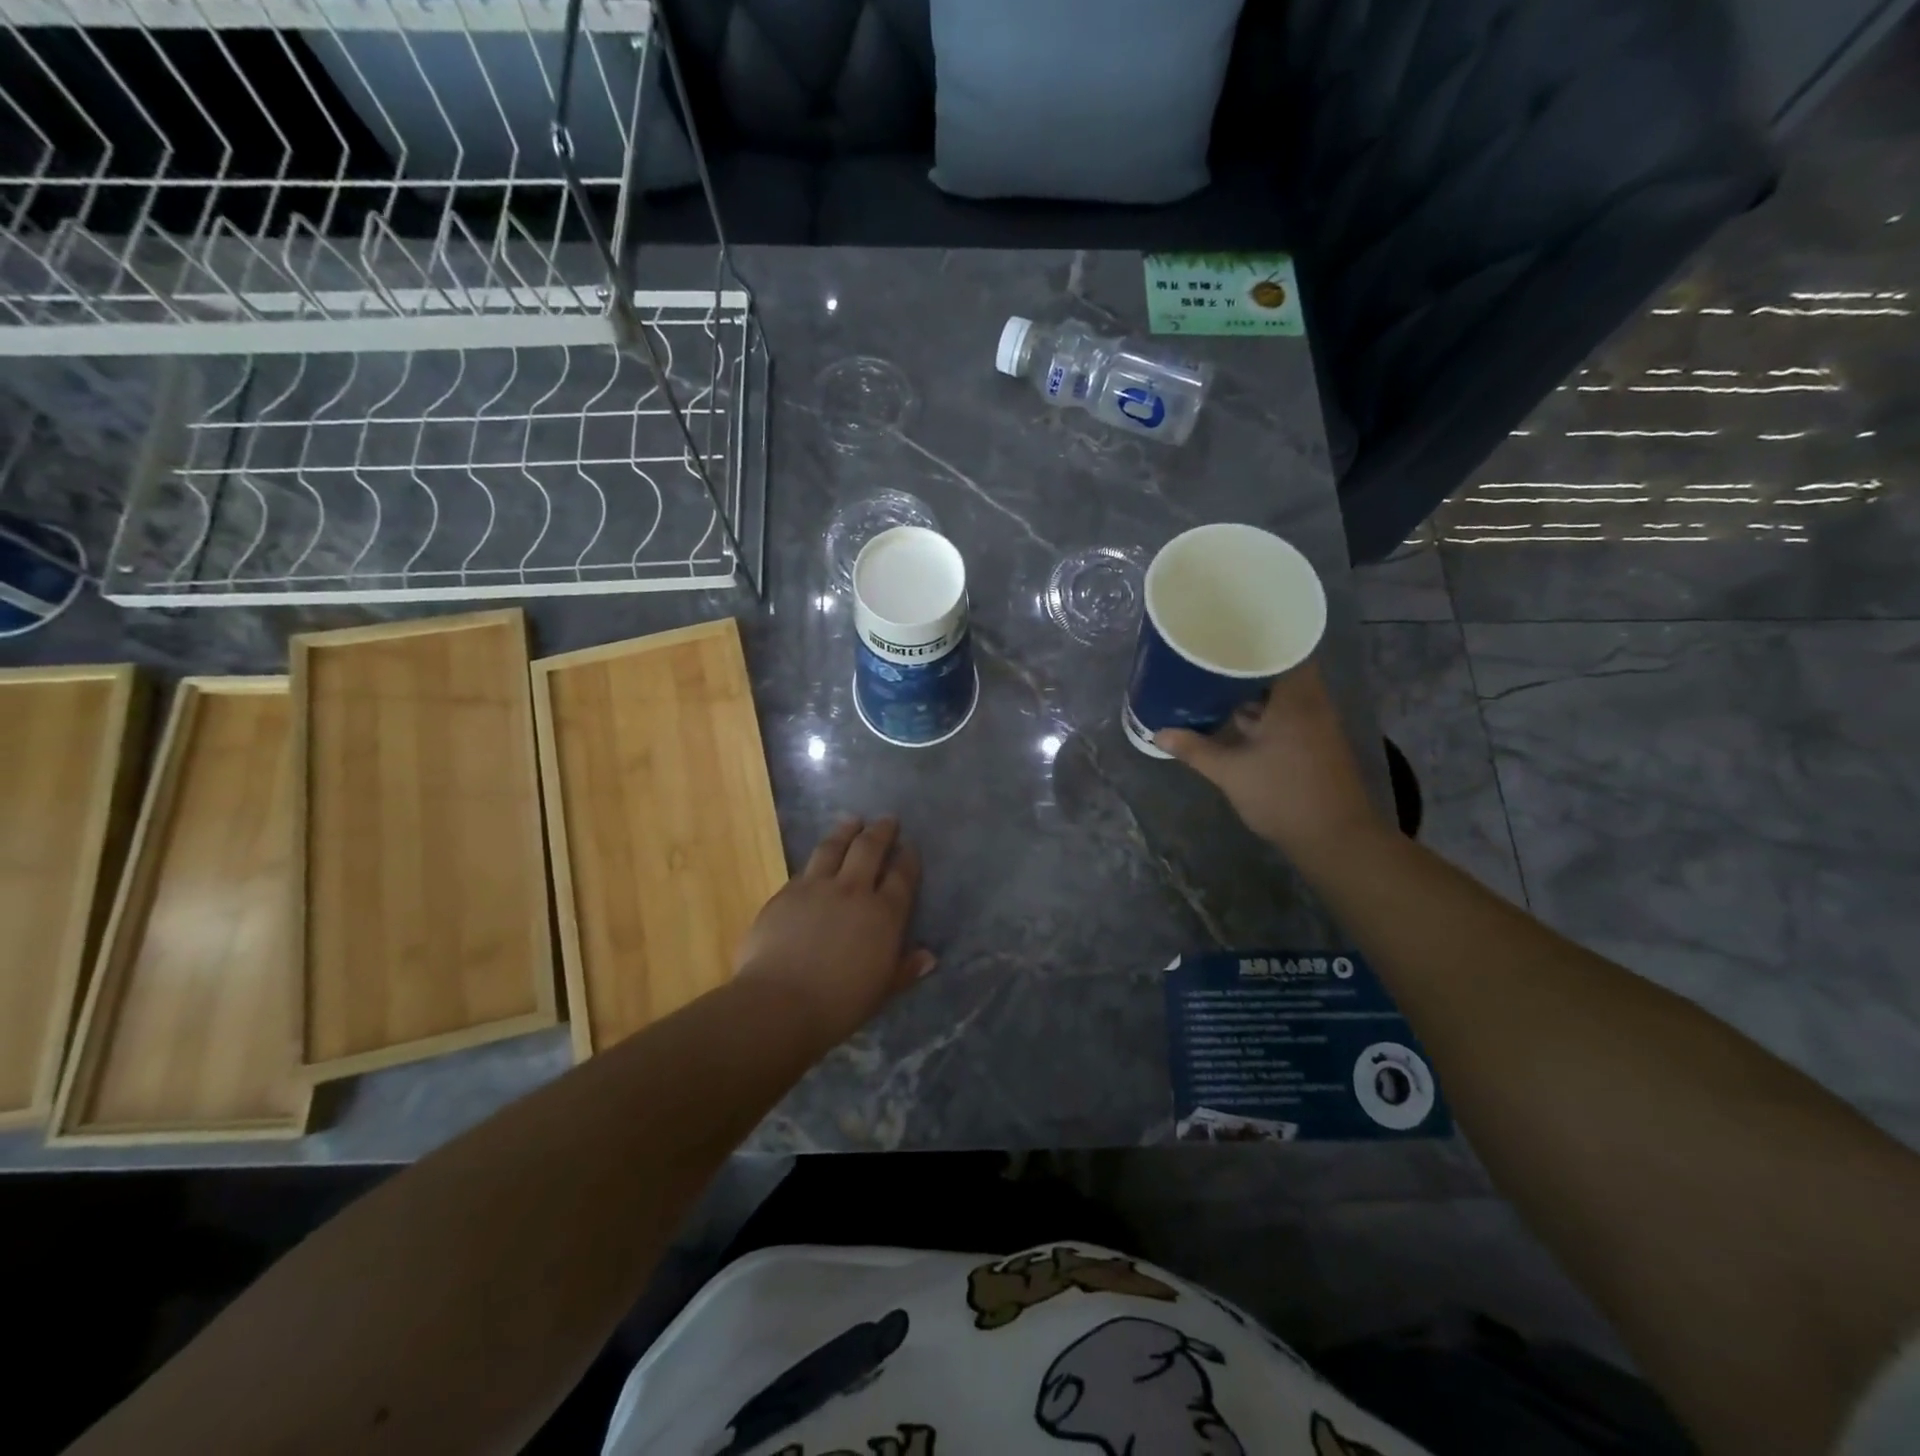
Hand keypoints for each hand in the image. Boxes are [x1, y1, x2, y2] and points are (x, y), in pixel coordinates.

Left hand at [734, 817, 934, 1045]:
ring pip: (833, 847)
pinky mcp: (785, 893)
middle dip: (881, 831)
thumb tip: (928, 957)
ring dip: (846, 831)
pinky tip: (816, 859)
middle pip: (869, 849)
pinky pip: (805, 868)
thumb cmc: (838, 1005)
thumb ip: (904, 970)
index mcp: (883, 915)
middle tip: (887, 820)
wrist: (778, 1003)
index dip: (908, 859)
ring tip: (852, 821)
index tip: (910, 846)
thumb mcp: (881, 992)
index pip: (901, 877)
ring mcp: (816, 887)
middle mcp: (853, 891)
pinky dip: (816, 859)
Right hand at [1156, 660, 1384, 863]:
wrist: (1334, 839)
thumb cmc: (1283, 796)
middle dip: (1246, 665)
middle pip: (1280, 670)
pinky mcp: (1315, 744)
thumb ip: (1195, 749)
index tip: (1225, 633)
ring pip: (1282, 694)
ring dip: (1254, 690)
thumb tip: (1159, 734)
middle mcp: (1311, 704)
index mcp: (1295, 699)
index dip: (1256, 638)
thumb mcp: (1231, 772)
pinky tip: (1235, 718)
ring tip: (1215, 683)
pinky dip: (1263, 711)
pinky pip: (1286, 713)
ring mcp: (1316, 725)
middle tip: (1210, 656)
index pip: (1283, 649)